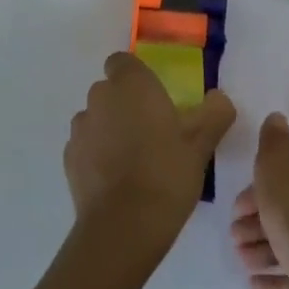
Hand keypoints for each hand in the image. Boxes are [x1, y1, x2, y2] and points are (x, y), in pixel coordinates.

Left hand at [64, 52, 235, 256]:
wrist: (123, 226)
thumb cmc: (166, 173)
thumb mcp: (201, 145)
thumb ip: (214, 114)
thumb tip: (220, 98)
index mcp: (131, 84)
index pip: (123, 62)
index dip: (137, 77)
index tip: (156, 100)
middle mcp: (99, 97)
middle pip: (110, 91)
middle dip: (126, 105)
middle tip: (153, 133)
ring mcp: (80, 127)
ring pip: (96, 118)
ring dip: (110, 130)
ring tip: (134, 161)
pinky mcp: (69, 158)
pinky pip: (86, 146)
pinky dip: (97, 155)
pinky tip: (117, 181)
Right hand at [231, 112, 288, 288]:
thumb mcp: (274, 168)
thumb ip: (272, 142)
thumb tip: (278, 116)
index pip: (286, 173)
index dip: (257, 188)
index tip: (237, 206)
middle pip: (287, 207)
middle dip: (256, 221)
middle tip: (234, 236)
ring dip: (262, 248)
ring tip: (242, 260)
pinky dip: (277, 274)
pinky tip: (255, 282)